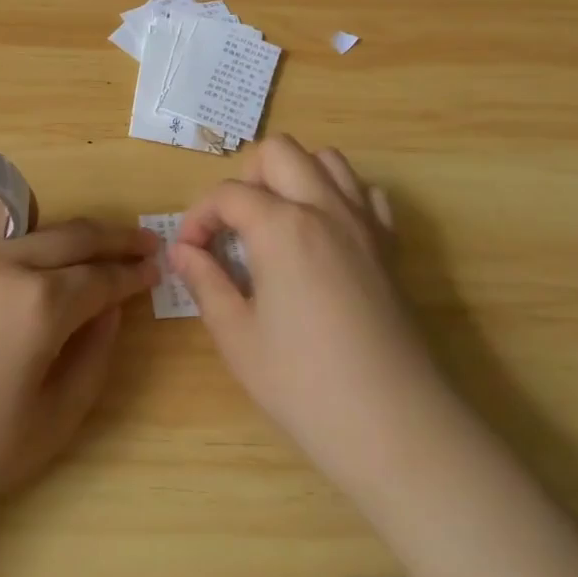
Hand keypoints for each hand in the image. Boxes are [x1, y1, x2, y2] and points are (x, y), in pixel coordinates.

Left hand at [0, 189, 157, 559]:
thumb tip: (111, 310)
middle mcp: (1, 261)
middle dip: (115, 238)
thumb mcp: (52, 424)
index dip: (134, 272)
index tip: (154, 267)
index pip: (103, 276)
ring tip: (41, 243)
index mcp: (40, 306)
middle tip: (137, 243)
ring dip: (37, 216)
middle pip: (73, 233)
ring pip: (10, 200)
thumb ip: (94, 359)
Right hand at [172, 136, 453, 495]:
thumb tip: (183, 252)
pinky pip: (365, 193)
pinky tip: (325, 236)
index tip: (190, 253)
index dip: (199, 217)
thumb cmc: (304, 384)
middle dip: (246, 178)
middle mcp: (325, 207)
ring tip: (277, 223)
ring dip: (294, 177)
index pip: (228, 193)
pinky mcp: (390, 245)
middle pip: (279, 152)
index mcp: (281, 226)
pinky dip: (339, 197)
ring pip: (327, 159)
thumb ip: (205, 282)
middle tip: (234, 228)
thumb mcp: (237, 337)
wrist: (394, 424)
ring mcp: (364, 222)